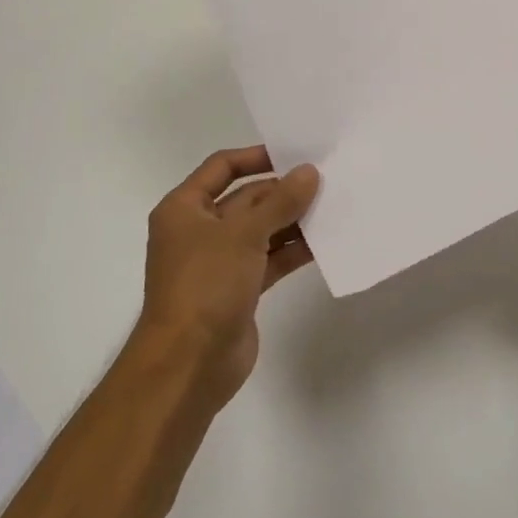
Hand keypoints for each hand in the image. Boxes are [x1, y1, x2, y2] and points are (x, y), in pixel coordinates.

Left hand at [139, 146, 320, 406]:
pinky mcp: (238, 289)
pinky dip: (292, 250)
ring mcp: (219, 262)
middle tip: (326, 181)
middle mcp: (200, 230)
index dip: (255, 156)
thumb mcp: (244, 235)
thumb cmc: (205, 286)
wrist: (189, 364)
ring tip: (333, 207)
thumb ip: (280, 202)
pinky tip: (323, 243)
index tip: (294, 154)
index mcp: (184, 209)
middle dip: (283, 192)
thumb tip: (309, 172)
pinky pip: (269, 259)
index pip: (221, 167)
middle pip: (246, 199)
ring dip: (292, 221)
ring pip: (261, 230)